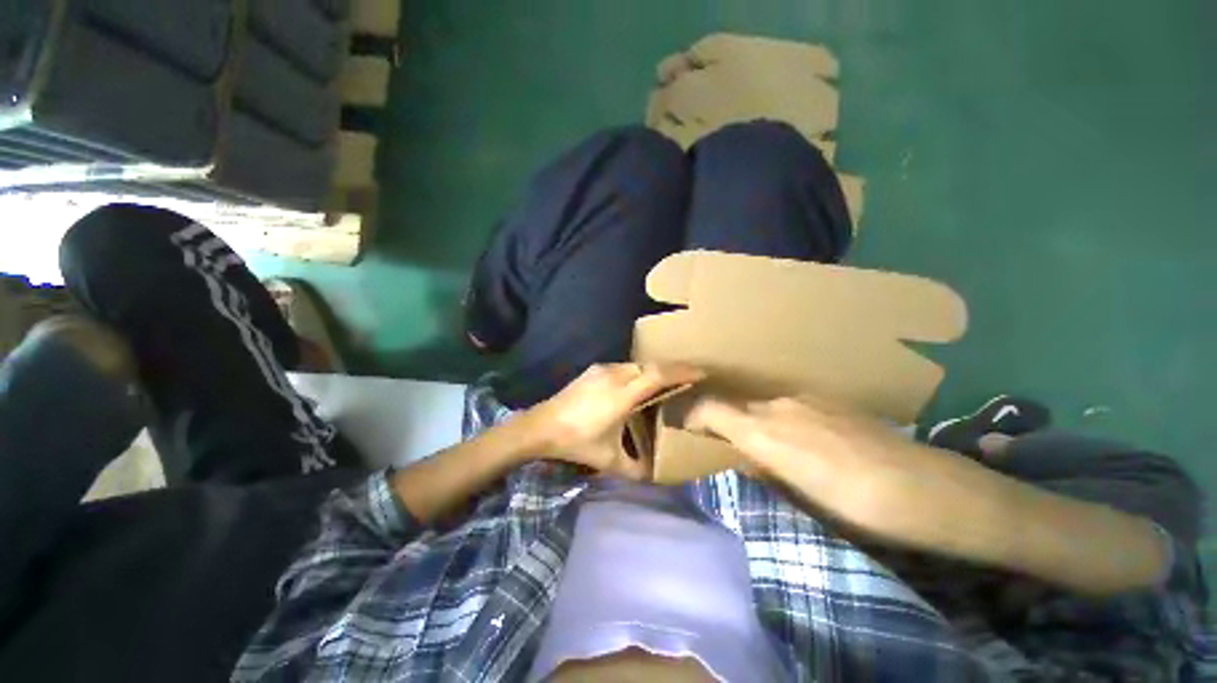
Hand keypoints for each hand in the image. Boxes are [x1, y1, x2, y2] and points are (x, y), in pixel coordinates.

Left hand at [524, 363, 704, 480]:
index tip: (701, 373)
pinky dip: (639, 372)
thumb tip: (655, 475)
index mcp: (622, 395)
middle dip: (673, 368)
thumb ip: (635, 470)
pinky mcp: (594, 370)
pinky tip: (639, 384)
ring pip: (637, 364)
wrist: (541, 425)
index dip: (681, 372)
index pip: (658, 376)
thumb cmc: (576, 442)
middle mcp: (615, 376)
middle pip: (651, 366)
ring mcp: (603, 370)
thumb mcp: (609, 460)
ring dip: (655, 369)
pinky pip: (624, 367)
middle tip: (690, 376)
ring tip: (668, 380)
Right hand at [687, 395, 919, 530]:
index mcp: (763, 431)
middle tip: (732, 449)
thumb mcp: (797, 497)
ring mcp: (806, 399)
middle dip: (727, 425)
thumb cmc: (856, 507)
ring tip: (776, 452)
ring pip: (764, 408)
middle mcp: (778, 405)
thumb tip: (742, 458)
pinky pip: (791, 407)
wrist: (928, 489)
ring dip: (758, 425)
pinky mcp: (829, 400)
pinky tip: (810, 444)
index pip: (710, 408)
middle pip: (736, 407)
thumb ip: (759, 468)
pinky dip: (784, 422)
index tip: (684, 427)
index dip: (691, 414)